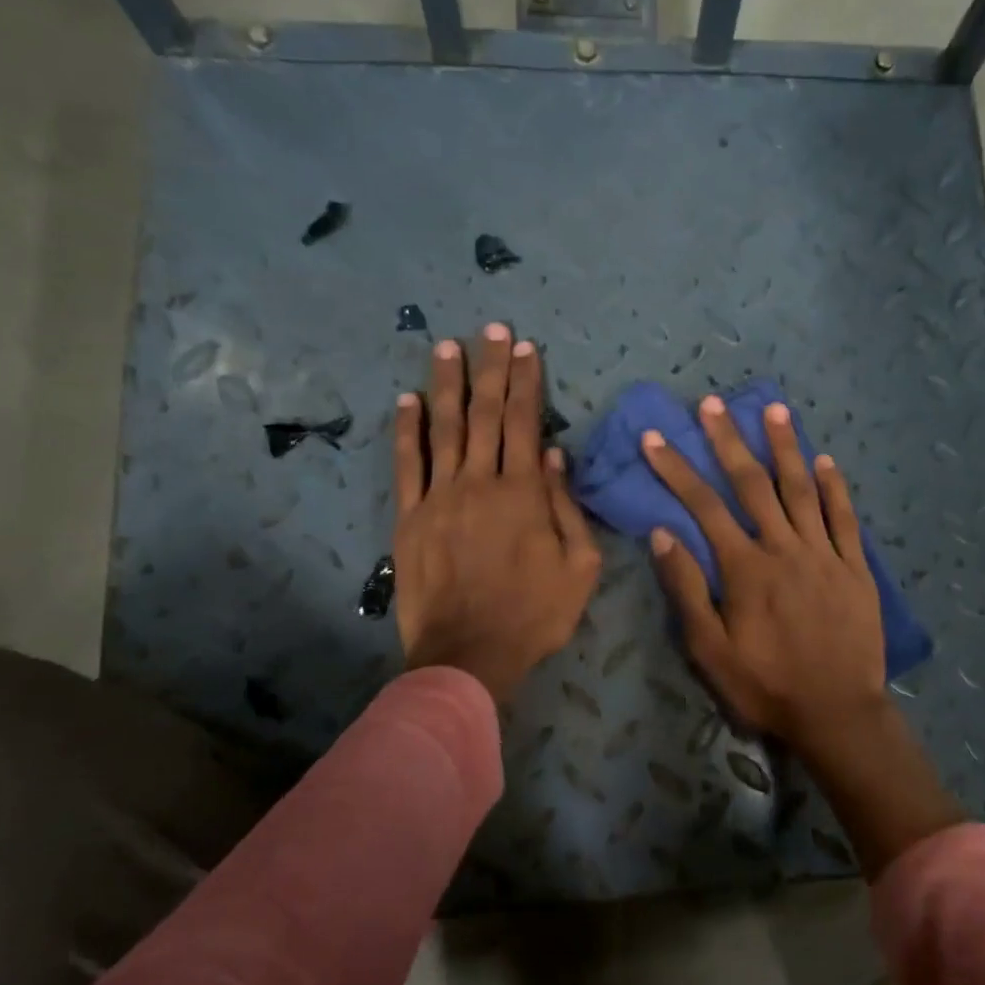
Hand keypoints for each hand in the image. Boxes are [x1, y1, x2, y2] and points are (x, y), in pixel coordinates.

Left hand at [394, 325, 600, 701]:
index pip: (524, 423)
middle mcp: (479, 482)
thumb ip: (567, 508)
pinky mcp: (410, 518)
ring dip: (446, 384)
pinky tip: (405, 401)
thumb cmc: (534, 614)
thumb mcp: (579, 567)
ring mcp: (439, 497)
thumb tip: (555, 456)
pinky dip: (405, 431)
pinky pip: (406, 465)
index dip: (526, 382)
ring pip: (442, 428)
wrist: (469, 655)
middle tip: (492, 329)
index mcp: (524, 493)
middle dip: (491, 368)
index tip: (526, 348)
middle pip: (484, 414)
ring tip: (447, 346)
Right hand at [638, 396, 889, 749]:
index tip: (656, 437)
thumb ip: (686, 590)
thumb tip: (663, 534)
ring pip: (801, 490)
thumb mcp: (710, 651)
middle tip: (713, 404)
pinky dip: (834, 488)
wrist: (837, 714)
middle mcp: (784, 549)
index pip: (704, 507)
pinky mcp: (855, 567)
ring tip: (774, 409)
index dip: (676, 469)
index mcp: (745, 569)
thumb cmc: (766, 686)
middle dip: (729, 441)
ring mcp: (824, 554)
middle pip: (752, 485)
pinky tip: (825, 461)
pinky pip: (845, 518)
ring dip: (785, 447)